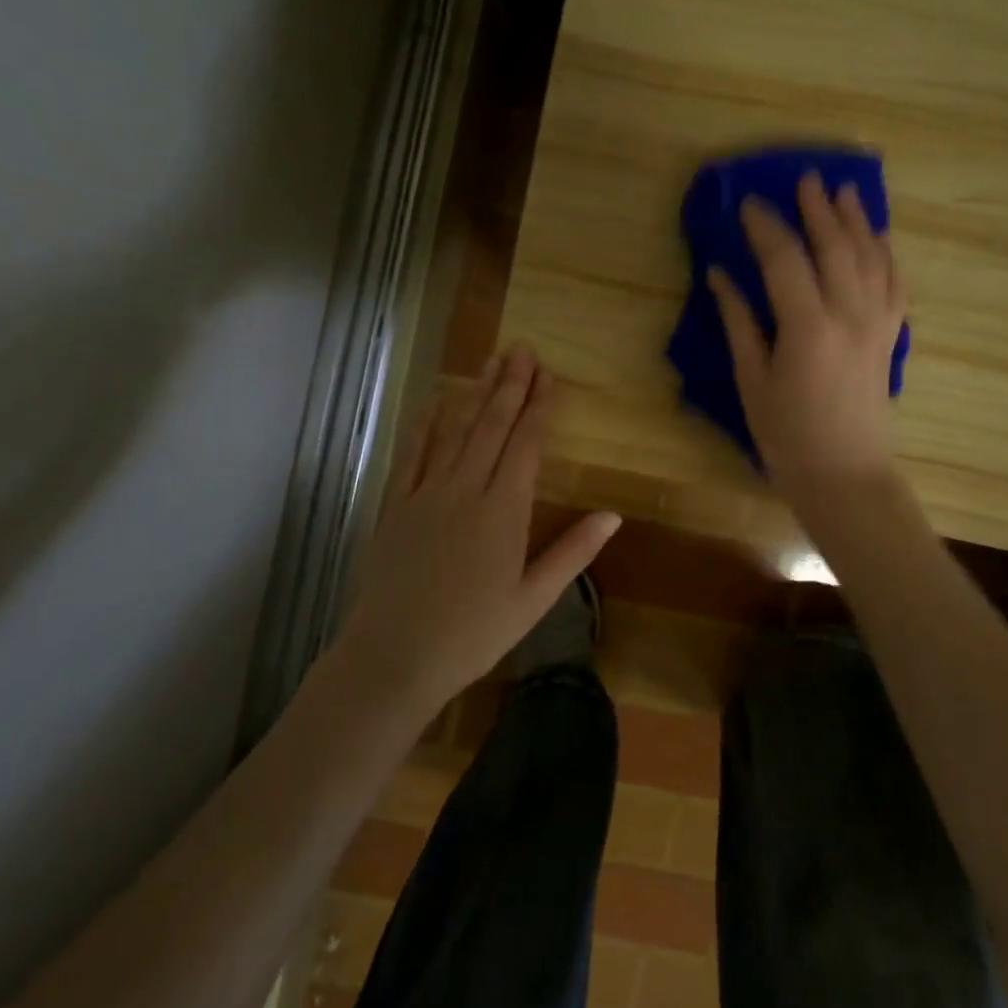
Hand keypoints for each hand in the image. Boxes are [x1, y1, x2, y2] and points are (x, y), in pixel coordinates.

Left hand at [338, 346, 620, 711]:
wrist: (393, 657)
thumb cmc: (473, 634)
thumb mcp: (534, 600)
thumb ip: (573, 553)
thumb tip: (613, 515)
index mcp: (503, 511)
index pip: (525, 445)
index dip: (538, 408)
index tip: (548, 376)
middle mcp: (465, 490)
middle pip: (491, 427)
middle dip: (510, 386)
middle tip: (523, 350)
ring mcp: (425, 494)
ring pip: (455, 432)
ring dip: (475, 394)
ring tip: (491, 362)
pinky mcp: (394, 505)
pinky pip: (411, 453)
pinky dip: (424, 424)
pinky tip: (434, 401)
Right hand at [708, 173, 909, 504]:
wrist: (846, 477)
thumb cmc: (788, 438)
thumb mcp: (752, 382)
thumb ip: (739, 324)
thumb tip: (719, 276)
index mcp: (807, 327)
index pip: (784, 259)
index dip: (765, 227)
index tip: (748, 203)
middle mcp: (849, 315)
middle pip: (835, 246)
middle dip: (817, 209)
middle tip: (804, 179)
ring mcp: (877, 324)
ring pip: (871, 257)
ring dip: (857, 220)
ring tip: (844, 191)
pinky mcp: (890, 337)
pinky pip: (895, 283)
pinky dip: (886, 254)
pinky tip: (879, 238)